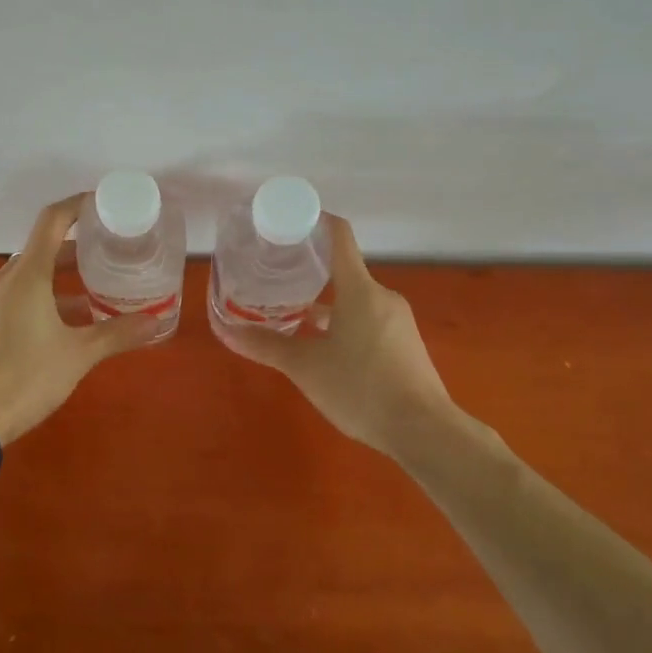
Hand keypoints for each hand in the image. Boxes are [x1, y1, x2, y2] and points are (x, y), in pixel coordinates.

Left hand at [0, 194, 156, 444]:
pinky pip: (12, 298)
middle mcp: (2, 280)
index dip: (77, 206)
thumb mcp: (77, 356)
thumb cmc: (25, 377)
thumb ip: (116, 334)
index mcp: (26, 276)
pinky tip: (57, 326)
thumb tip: (155, 321)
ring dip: (56, 280)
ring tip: (89, 296)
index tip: (101, 205)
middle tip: (106, 256)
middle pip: (40, 250)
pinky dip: (37, 299)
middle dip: (73, 251)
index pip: (52, 221)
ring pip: (26, 277)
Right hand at [214, 215, 452, 457]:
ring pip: (354, 299)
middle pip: (344, 270)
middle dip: (311, 270)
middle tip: (277, 275)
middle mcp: (381, 296)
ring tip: (292, 315)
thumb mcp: (306, 368)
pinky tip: (324, 347)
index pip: (339, 236)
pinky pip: (367, 320)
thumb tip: (226, 332)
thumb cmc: (361, 387)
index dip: (315, 221)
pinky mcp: (404, 344)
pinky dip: (343, 322)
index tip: (289, 221)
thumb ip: (267, 346)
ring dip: (325, 303)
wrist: (425, 431)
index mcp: (360, 289)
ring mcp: (397, 321)